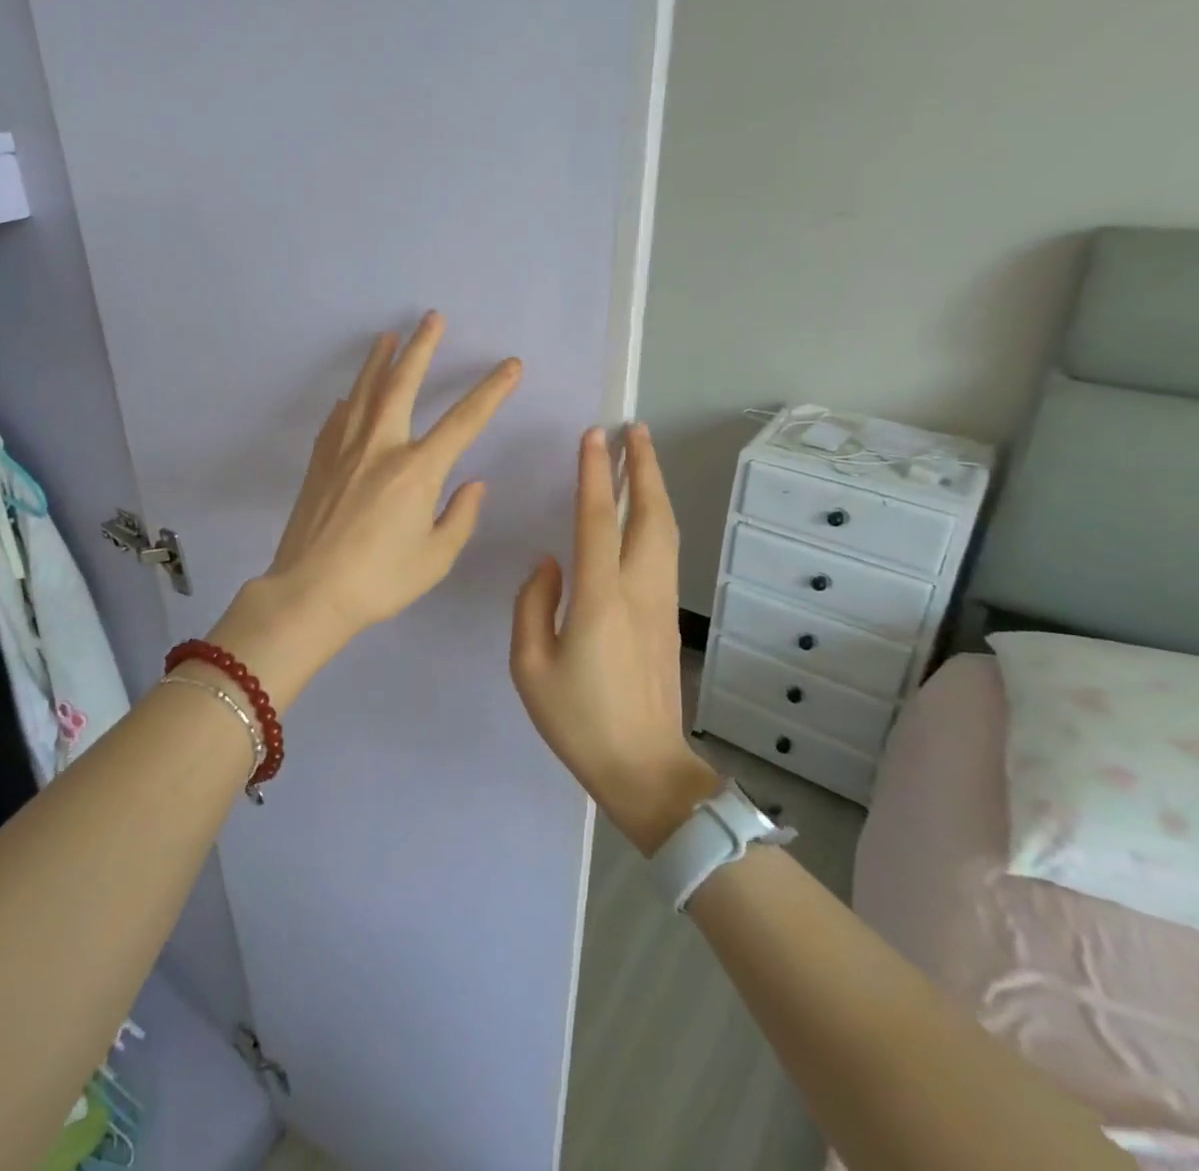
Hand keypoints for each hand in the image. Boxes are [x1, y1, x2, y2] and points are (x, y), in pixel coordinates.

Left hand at [213, 314, 520, 703]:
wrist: (310, 591)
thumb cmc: (380, 580)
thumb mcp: (435, 557)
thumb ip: (460, 516)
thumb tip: (473, 483)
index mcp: (417, 470)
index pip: (464, 420)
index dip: (491, 391)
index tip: (511, 365)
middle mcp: (380, 447)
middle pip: (403, 384)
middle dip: (421, 348)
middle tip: (432, 318)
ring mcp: (344, 450)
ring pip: (364, 392)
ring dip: (379, 361)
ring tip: (388, 336)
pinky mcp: (319, 461)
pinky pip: (338, 419)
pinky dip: (350, 401)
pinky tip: (351, 396)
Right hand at [510, 424, 718, 853]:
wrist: (645, 770)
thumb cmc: (578, 720)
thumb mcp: (530, 666)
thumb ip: (533, 605)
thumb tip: (549, 564)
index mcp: (600, 599)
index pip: (597, 521)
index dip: (595, 475)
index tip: (593, 436)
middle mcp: (638, 591)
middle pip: (649, 515)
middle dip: (643, 467)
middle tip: (633, 429)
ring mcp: (661, 604)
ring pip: (666, 532)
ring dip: (654, 489)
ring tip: (643, 457)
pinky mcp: (668, 619)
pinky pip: (665, 554)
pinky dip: (657, 519)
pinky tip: (644, 514)